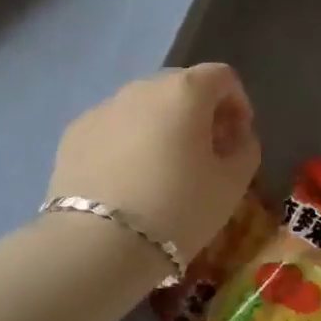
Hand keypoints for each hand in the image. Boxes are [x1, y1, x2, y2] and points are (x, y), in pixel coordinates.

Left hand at [48, 64, 260, 261]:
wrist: (97, 244)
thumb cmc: (178, 209)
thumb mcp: (232, 185)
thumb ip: (245, 149)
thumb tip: (237, 136)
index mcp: (185, 91)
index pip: (221, 77)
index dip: (237, 104)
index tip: (238, 139)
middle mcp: (142, 87)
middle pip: (180, 87)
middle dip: (198, 113)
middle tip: (203, 154)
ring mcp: (103, 107)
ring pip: (143, 107)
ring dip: (160, 126)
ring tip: (161, 171)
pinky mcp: (75, 132)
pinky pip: (112, 127)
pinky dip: (126, 143)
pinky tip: (126, 181)